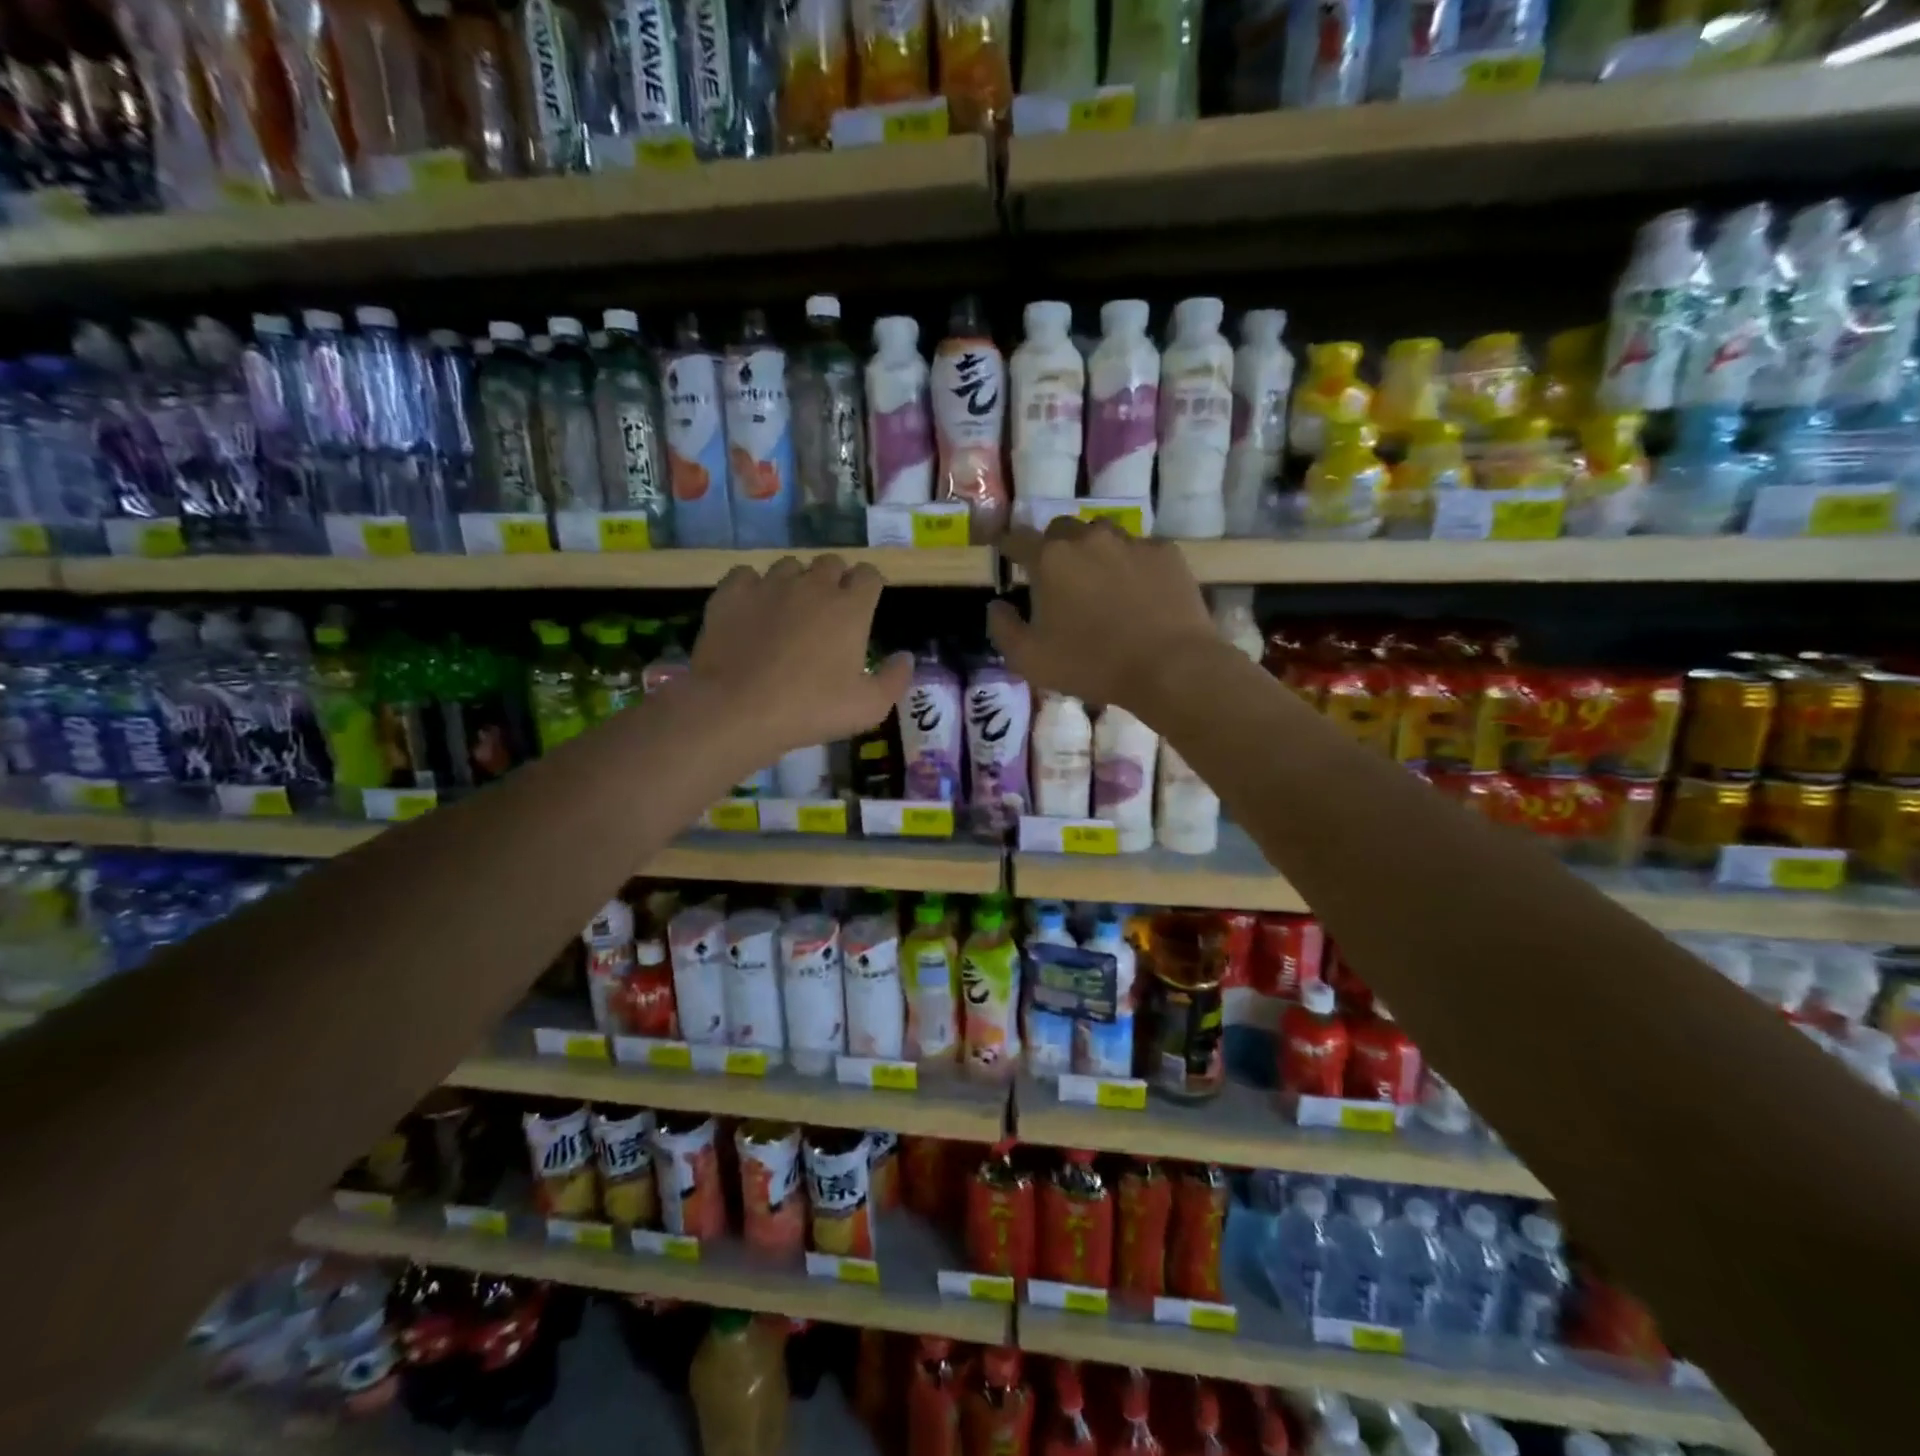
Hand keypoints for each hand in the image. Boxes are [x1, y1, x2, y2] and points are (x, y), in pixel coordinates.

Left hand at [692, 555, 911, 754]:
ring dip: (796, 581)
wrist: (738, 710)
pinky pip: (747, 574)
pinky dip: (753, 587)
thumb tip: (906, 656)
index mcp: (850, 607)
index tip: (866, 604)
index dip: (870, 586)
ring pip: (789, 565)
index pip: (869, 574)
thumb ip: (895, 679)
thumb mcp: (869, 708)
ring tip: (789, 610)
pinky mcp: (732, 593)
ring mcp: (770, 585)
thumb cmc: (811, 709)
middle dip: (835, 580)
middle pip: (831, 563)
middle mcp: (813, 585)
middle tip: (828, 611)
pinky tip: (752, 610)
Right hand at [987, 520, 1216, 708]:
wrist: (1169, 667)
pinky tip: (1137, 591)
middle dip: (1052, 547)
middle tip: (1056, 576)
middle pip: (1060, 529)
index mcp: (1050, 559)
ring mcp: (1131, 541)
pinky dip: (1130, 564)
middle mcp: (1088, 538)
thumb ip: (1003, 628)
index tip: (1004, 554)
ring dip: (1093, 551)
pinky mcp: (1166, 552)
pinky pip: (1139, 549)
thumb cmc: (1092, 665)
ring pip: (1102, 534)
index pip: (1016, 539)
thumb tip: (996, 605)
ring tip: (1099, 581)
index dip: (1006, 546)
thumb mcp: (1030, 660)